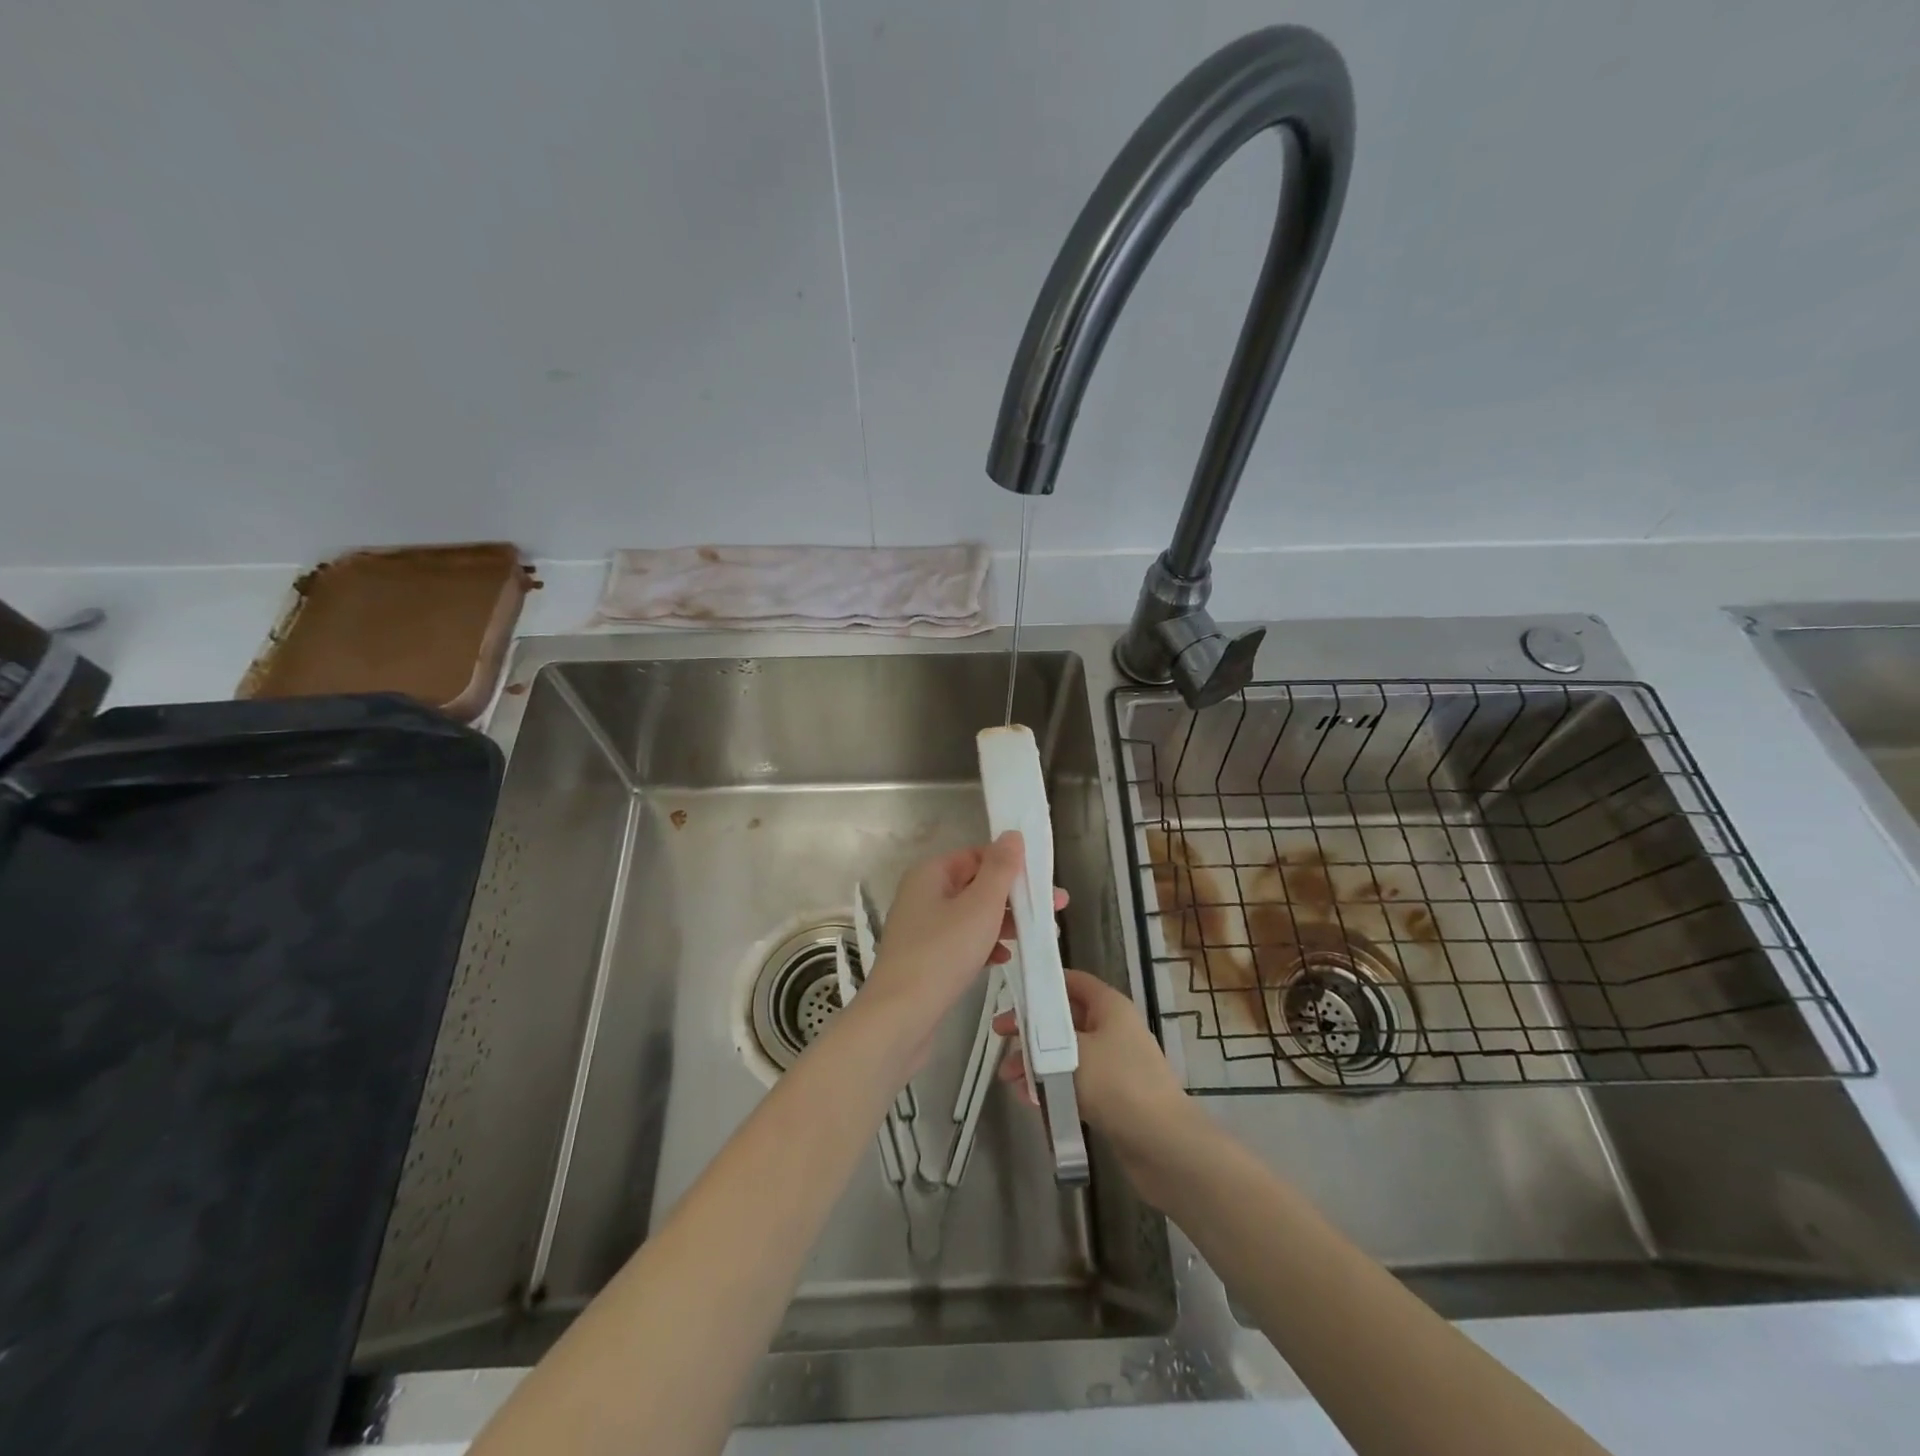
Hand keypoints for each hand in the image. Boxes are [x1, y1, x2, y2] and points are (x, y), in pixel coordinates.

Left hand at [856, 832, 1065, 1060]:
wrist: (900, 1016)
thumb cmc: (943, 953)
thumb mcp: (980, 906)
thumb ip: (1000, 869)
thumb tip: (1012, 835)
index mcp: (931, 873)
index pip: (977, 855)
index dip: (1011, 864)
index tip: (1044, 881)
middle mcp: (923, 894)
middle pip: (976, 885)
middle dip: (1014, 896)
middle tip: (1055, 908)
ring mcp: (922, 928)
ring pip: (971, 915)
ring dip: (1004, 922)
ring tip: (1037, 935)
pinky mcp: (926, 958)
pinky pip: (962, 941)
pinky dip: (984, 945)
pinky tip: (1004, 959)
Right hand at [995, 969, 1196, 1194]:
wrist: (1163, 1144)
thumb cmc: (1117, 1084)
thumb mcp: (1072, 1052)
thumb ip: (1043, 1038)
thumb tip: (1026, 1034)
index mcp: (1110, 1006)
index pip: (1073, 981)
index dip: (1043, 984)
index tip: (1013, 994)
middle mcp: (1113, 1029)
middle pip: (1065, 1019)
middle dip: (1031, 1029)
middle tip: (1000, 1037)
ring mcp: (1115, 1063)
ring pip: (1066, 1054)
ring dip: (1036, 1063)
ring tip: (1010, 1080)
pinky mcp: (1113, 1096)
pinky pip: (1075, 1082)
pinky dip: (1053, 1086)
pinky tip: (1031, 1102)